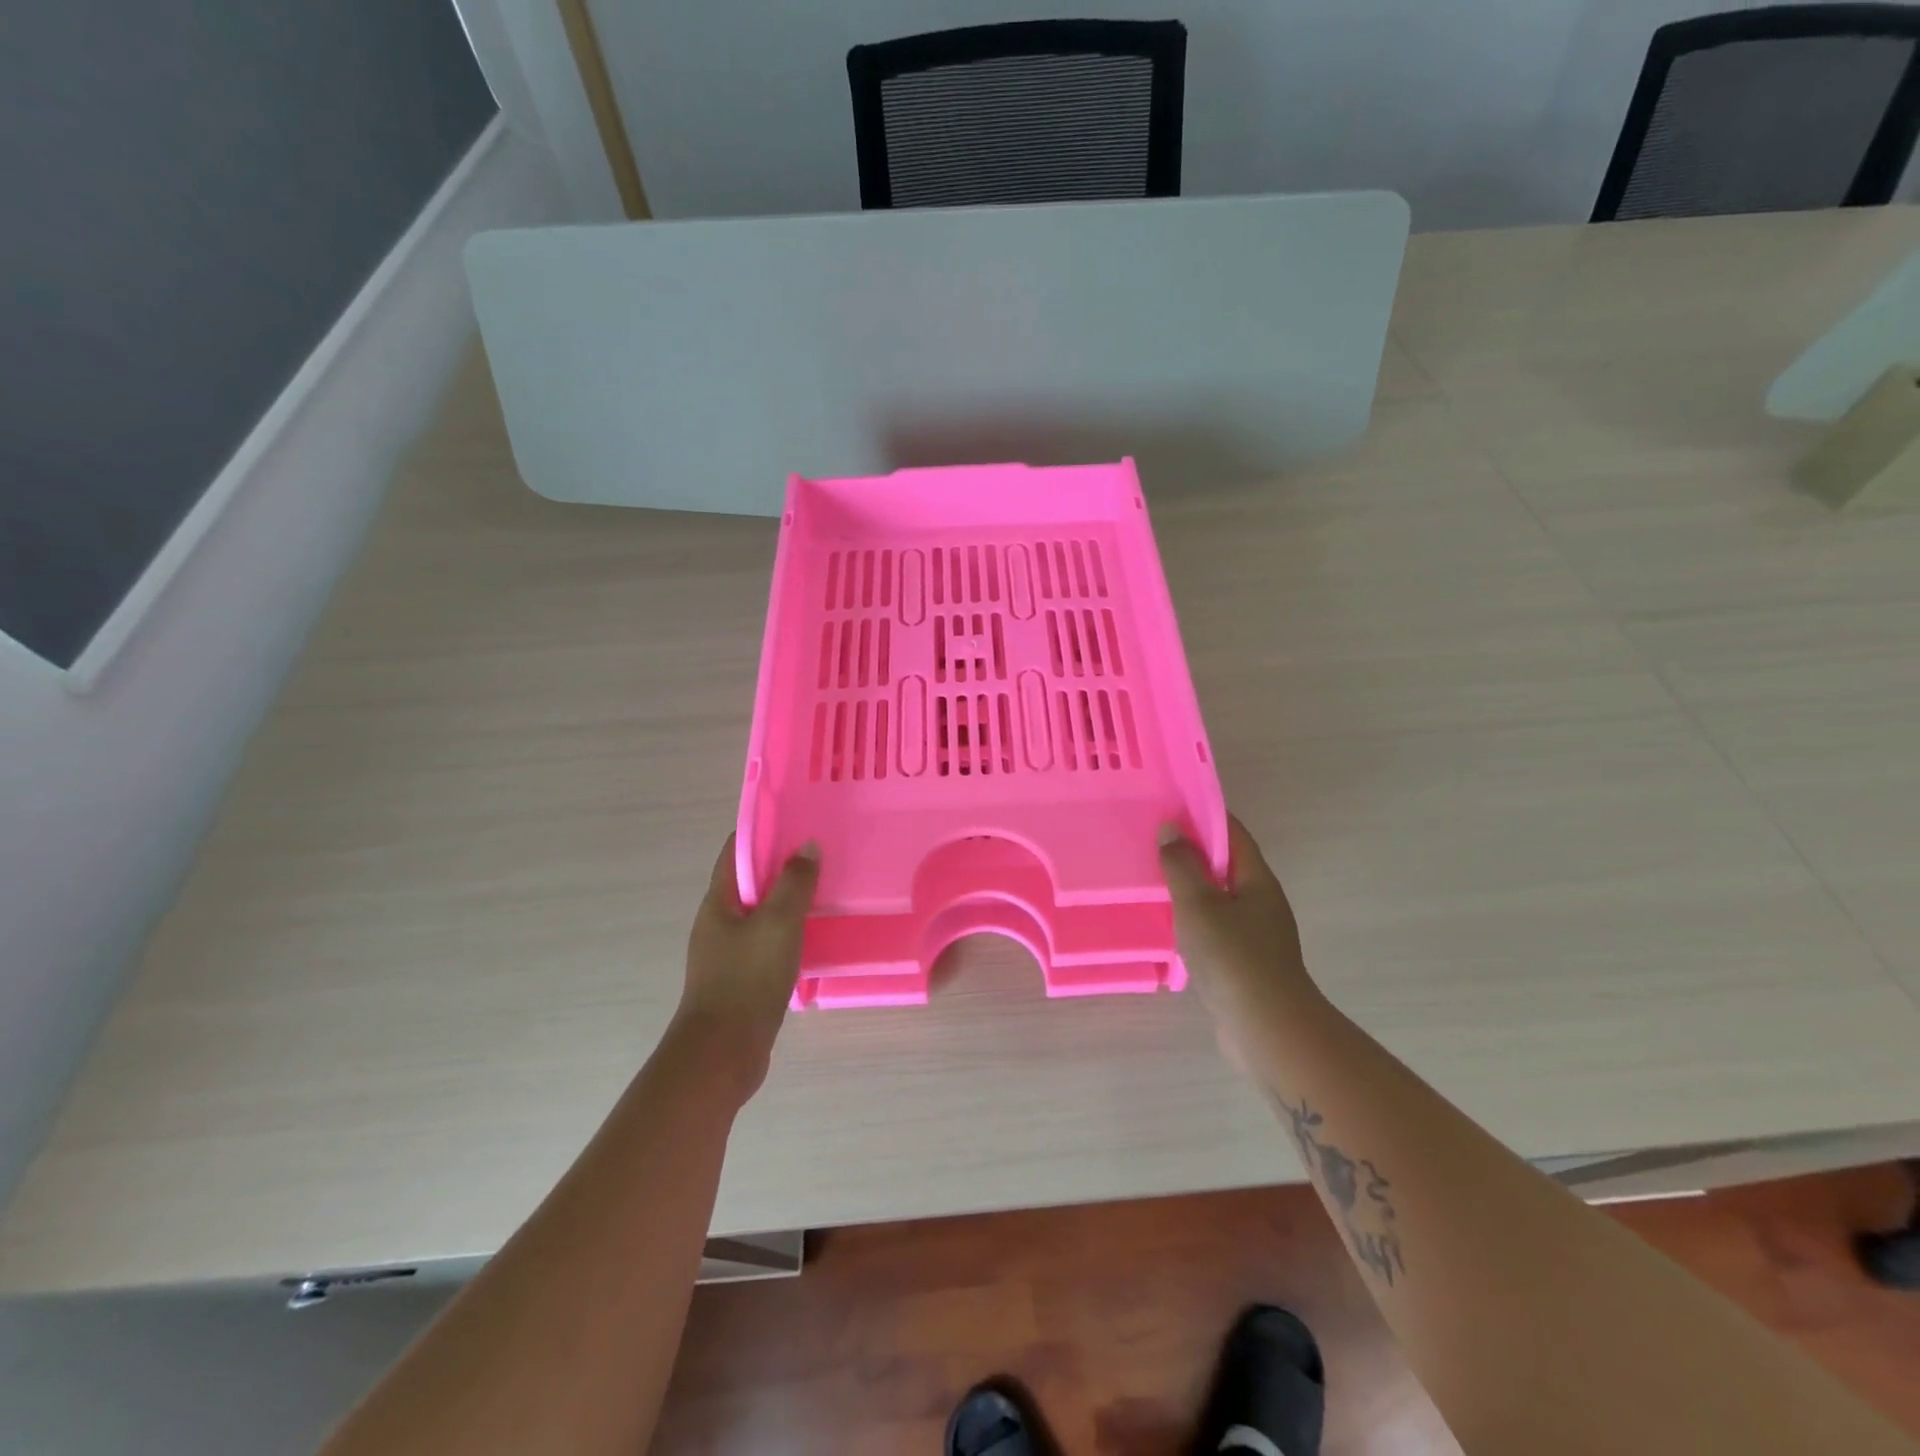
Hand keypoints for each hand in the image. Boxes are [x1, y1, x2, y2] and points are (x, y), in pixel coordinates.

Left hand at [675, 834, 818, 1101]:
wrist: (723, 1053)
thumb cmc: (747, 979)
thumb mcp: (778, 923)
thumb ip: (794, 883)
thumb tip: (806, 846)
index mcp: (719, 901)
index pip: (736, 850)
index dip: (764, 831)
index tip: (799, 820)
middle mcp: (719, 922)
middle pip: (751, 881)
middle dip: (783, 865)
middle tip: (822, 855)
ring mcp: (728, 953)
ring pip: (762, 914)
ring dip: (789, 900)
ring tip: (826, 891)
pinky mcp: (742, 979)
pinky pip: (768, 942)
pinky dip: (790, 932)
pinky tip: (815, 936)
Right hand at [1160, 815, 1317, 1073]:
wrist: (1267, 1030)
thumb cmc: (1233, 958)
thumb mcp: (1199, 904)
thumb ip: (1182, 865)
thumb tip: (1172, 828)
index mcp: (1256, 880)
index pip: (1231, 833)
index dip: (1203, 815)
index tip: (1169, 806)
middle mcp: (1260, 901)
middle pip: (1224, 864)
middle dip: (1191, 851)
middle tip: (1151, 842)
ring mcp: (1254, 934)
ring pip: (1217, 898)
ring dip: (1189, 888)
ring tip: (1151, 880)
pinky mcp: (1243, 963)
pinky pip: (1214, 927)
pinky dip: (1191, 919)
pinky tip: (1166, 926)